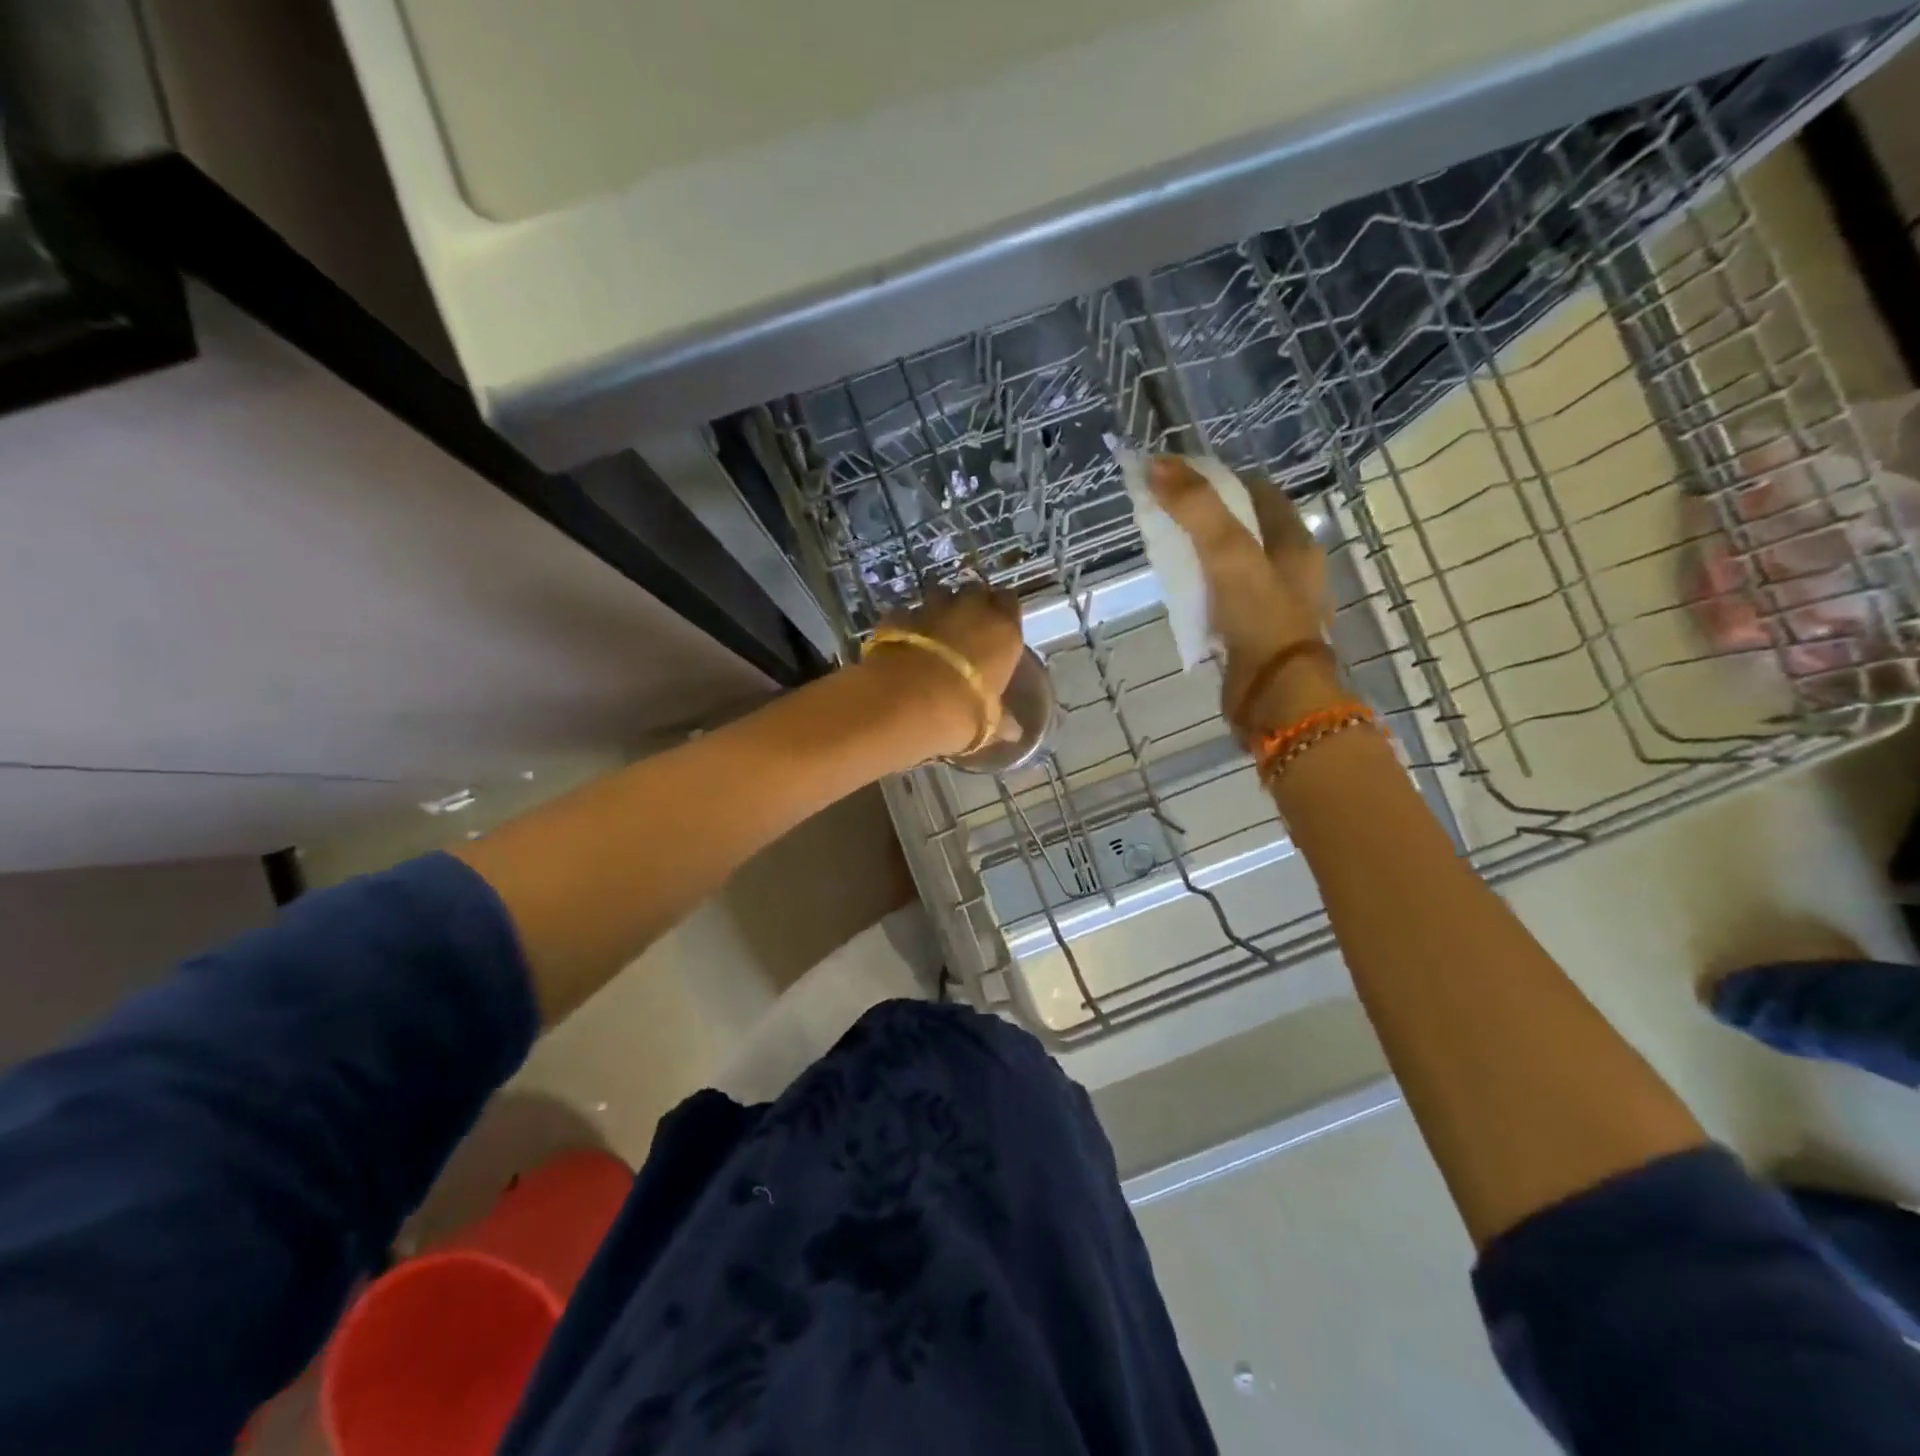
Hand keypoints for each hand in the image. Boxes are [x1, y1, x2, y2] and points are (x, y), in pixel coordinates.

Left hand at [863, 584, 1025, 756]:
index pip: (1009, 603)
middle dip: (972, 605)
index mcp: (1003, 629)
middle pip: (975, 592)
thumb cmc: (961, 711)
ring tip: (935, 633)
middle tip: (968, 628)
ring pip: (940, 595)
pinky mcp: (897, 617)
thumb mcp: (988, 723)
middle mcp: (970, 609)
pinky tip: (905, 643)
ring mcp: (931, 608)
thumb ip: (1001, 720)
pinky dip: (907, 625)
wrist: (905, 702)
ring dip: (940, 609)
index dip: (1003, 612)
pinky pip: (907, 614)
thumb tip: (1015, 733)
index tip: (999, 627)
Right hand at [1147, 456, 1336, 735]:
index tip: (1178, 479)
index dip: (1219, 479)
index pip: (1257, 492)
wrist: (1275, 697)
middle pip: (1244, 528)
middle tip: (1165, 515)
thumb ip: (1196, 509)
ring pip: (1232, 566)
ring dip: (1202, 556)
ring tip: (1165, 552)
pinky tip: (1179, 595)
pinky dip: (1201, 592)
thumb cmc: (1261, 619)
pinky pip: (1223, 601)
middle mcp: (1289, 569)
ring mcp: (1272, 605)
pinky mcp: (1252, 635)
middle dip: (1206, 518)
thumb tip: (1156, 465)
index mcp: (1295, 541)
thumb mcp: (1229, 554)